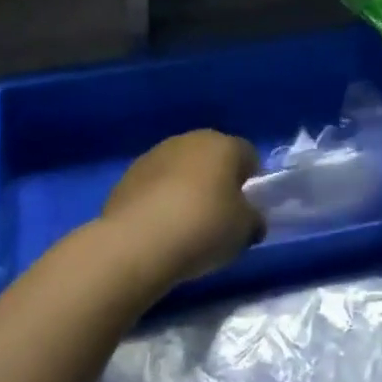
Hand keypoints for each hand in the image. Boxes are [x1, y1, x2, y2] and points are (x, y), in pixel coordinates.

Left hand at [101, 129, 263, 287]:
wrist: (137, 242)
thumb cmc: (203, 227)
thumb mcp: (244, 231)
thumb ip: (252, 219)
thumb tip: (251, 218)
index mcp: (224, 145)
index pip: (248, 155)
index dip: (251, 182)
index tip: (247, 210)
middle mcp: (190, 139)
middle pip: (213, 158)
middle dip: (217, 182)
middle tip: (218, 217)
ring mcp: (156, 154)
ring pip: (181, 169)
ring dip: (186, 188)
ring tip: (184, 225)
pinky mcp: (128, 175)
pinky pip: (155, 185)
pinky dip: (160, 200)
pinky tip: (159, 228)